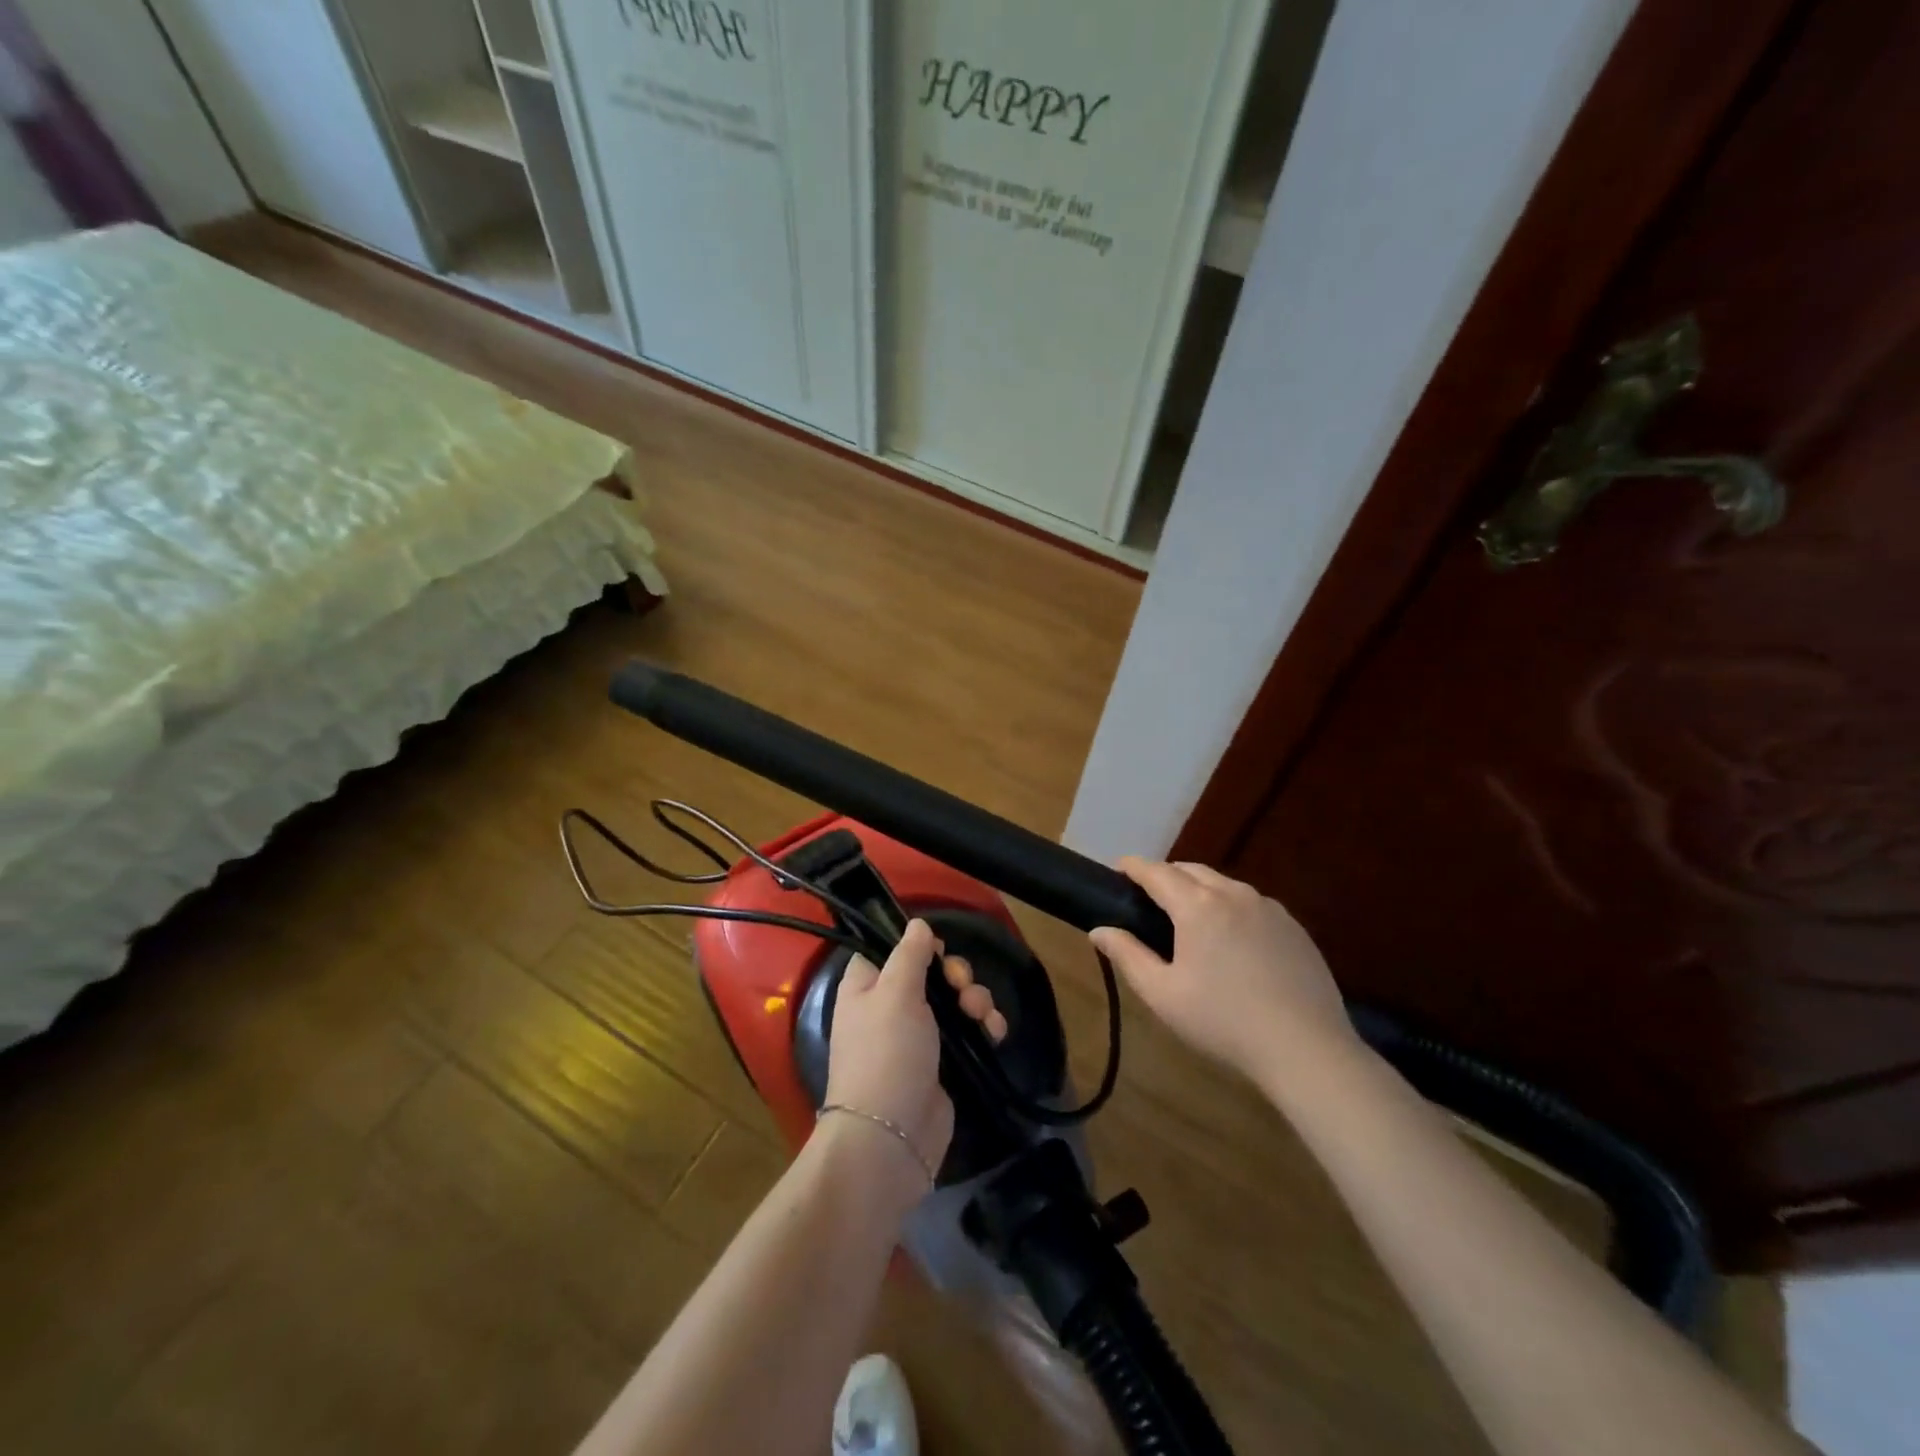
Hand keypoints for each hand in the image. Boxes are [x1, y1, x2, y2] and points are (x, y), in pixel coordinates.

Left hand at [822, 920, 1002, 1190]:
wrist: (893, 1136)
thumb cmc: (886, 1053)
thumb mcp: (895, 992)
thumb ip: (909, 954)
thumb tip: (918, 924)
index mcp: (866, 986)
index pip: (889, 949)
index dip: (916, 944)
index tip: (936, 949)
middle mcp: (889, 1007)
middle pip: (930, 972)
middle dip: (956, 974)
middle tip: (961, 986)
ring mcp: (918, 1036)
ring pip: (954, 1000)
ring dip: (975, 999)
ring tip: (981, 1015)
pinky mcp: (943, 1062)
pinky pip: (968, 1031)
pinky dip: (984, 1026)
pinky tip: (995, 1032)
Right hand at [1090, 858, 1358, 1083]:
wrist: (1306, 1048)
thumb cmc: (1223, 1021)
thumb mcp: (1162, 994)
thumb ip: (1127, 956)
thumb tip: (1099, 930)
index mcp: (1197, 906)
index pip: (1157, 872)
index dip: (1134, 867)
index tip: (1119, 869)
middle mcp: (1233, 894)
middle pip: (1191, 870)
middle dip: (1166, 875)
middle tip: (1150, 897)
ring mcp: (1268, 908)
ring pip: (1223, 884)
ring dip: (1200, 889)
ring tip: (1189, 916)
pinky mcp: (1293, 926)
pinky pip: (1251, 902)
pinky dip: (1230, 906)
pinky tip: (1231, 938)